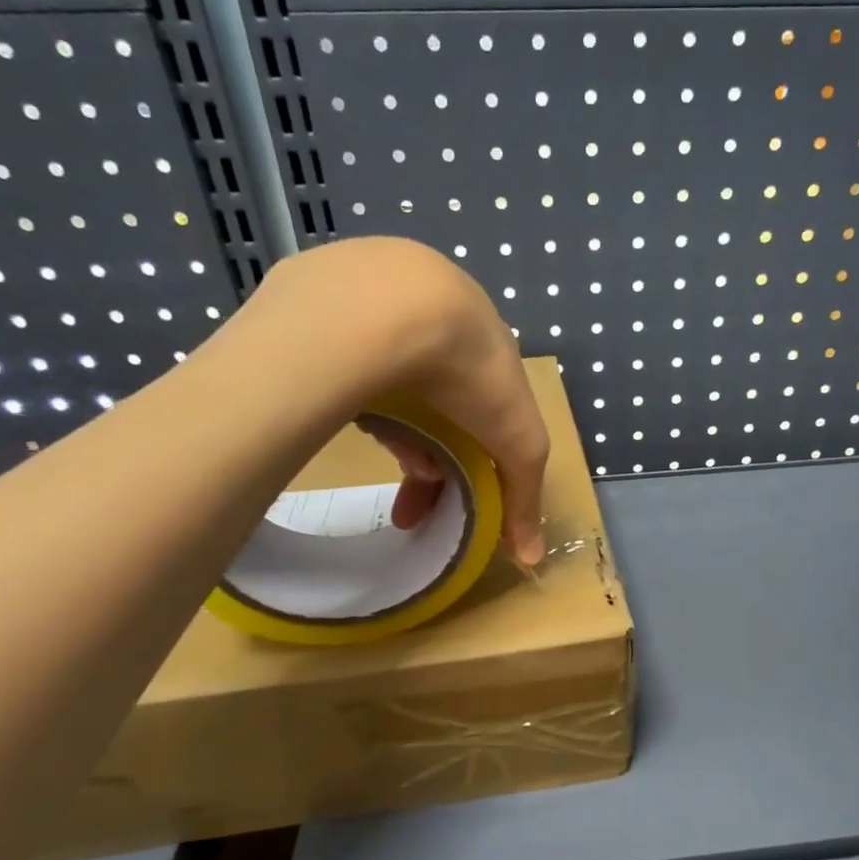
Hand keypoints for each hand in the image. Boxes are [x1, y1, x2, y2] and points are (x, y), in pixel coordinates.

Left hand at [237, 237, 551, 564]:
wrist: (394, 306)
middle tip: (407, 507)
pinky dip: (354, 393)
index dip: (470, 461)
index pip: (479, 413)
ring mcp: (378, 305)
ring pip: (386, 384)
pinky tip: (348, 412)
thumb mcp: (518, 443)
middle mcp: (432, 319)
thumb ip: (524, 497)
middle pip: (431, 406)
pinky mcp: (325, 301)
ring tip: (384, 456)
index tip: (450, 498)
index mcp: (481, 342)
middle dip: (426, 461)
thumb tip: (533, 558)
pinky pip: (343, 362)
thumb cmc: (471, 373)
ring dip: (394, 432)